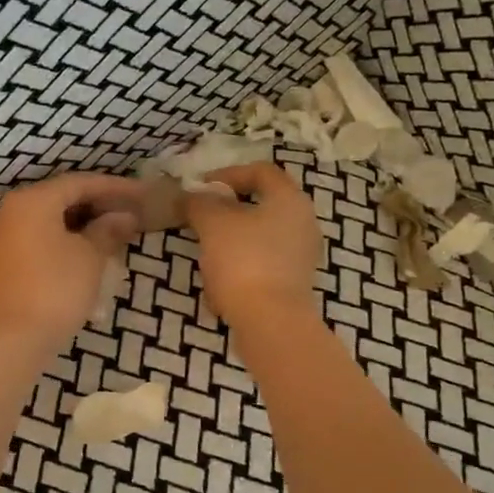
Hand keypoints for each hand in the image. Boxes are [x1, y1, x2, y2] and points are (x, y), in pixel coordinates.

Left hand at [0, 173, 139, 359]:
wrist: (11, 341)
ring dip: (79, 223)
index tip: (140, 195)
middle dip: (96, 205)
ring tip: (111, 233)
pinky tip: (83, 251)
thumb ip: (108, 230)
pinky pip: (34, 237)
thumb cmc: (55, 290)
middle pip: (60, 198)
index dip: (114, 187)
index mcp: (31, 200)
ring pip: (46, 219)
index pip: (79, 183)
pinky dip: (60, 238)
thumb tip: (124, 217)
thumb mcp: (90, 258)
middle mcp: (8, 210)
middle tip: (129, 214)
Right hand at [181, 160, 320, 326]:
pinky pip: (261, 264)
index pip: (261, 171)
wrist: (270, 321)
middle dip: (225, 211)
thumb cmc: (244, 260)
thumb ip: (199, 202)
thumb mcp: (212, 223)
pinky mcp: (292, 283)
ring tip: (205, 253)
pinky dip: (239, 267)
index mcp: (290, 200)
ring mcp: (300, 256)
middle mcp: (303, 223)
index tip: (200, 188)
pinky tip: (218, 284)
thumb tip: (190, 196)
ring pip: (258, 237)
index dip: (228, 173)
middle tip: (199, 218)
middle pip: (260, 205)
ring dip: (229, 241)